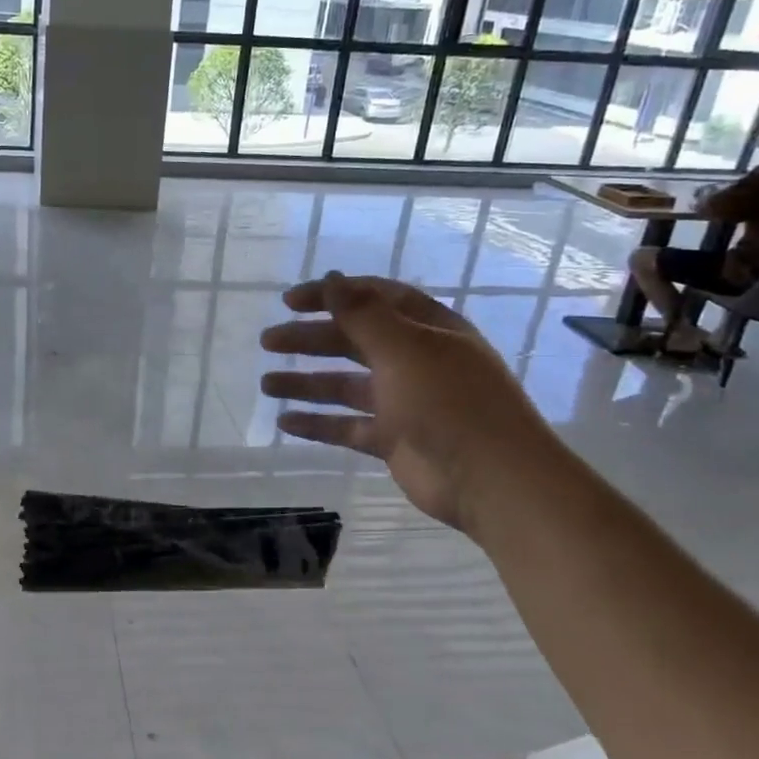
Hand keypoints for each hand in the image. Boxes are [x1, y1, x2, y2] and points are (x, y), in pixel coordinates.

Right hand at [259, 272, 558, 529]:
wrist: (493, 480)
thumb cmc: (450, 402)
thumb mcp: (405, 348)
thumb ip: (362, 314)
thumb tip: (330, 278)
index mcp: (426, 330)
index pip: (372, 299)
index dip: (331, 295)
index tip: (290, 301)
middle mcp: (414, 361)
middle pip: (352, 341)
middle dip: (309, 339)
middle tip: (268, 340)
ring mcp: (403, 402)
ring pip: (344, 385)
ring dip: (306, 382)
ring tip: (266, 384)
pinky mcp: (393, 439)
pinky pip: (347, 426)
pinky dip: (318, 424)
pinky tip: (285, 423)